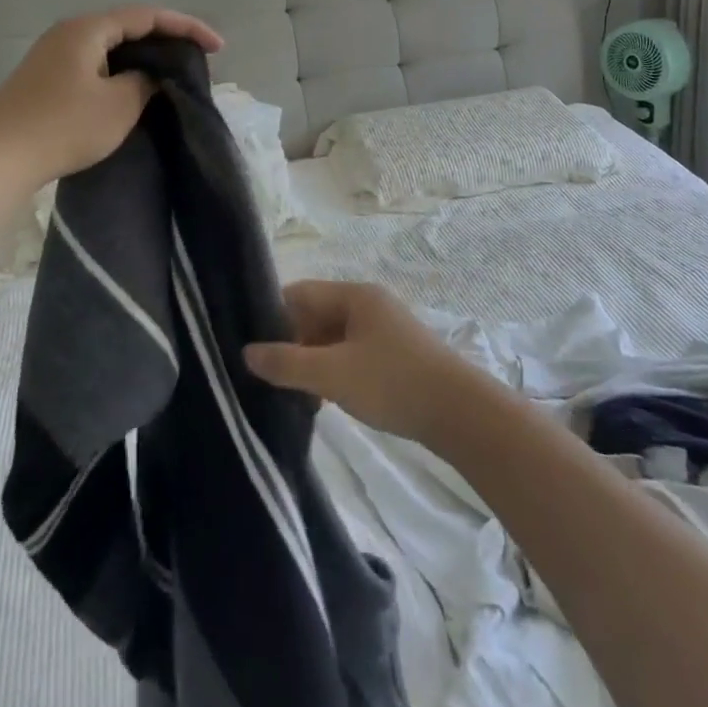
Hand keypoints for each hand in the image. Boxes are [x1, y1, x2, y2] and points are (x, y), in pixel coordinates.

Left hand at [0, 6, 222, 188]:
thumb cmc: (63, 126)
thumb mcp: (118, 105)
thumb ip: (144, 82)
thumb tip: (149, 76)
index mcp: (88, 28)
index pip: (147, 16)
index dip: (186, 27)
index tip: (217, 46)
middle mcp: (69, 32)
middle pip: (127, 25)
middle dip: (165, 39)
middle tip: (195, 58)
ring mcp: (53, 54)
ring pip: (110, 46)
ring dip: (142, 56)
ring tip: (170, 72)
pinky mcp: (45, 78)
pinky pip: (94, 62)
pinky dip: (120, 69)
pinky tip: (132, 88)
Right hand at [245, 282, 489, 446]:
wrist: (460, 414)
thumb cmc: (393, 382)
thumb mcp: (333, 374)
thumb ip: (287, 363)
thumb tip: (246, 353)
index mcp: (355, 295)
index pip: (300, 293)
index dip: (272, 315)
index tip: (249, 344)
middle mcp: (369, 305)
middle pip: (316, 315)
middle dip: (291, 343)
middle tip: (267, 375)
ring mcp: (384, 330)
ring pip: (333, 339)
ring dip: (312, 361)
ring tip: (291, 392)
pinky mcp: (395, 356)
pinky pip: (351, 355)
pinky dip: (333, 372)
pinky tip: (323, 401)